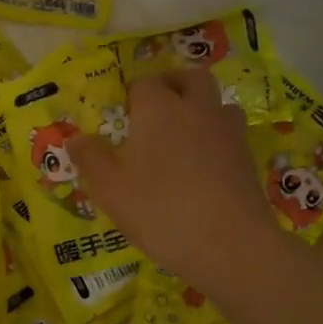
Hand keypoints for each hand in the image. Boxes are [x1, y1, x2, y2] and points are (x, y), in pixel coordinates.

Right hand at [66, 70, 276, 292]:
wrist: (231, 245)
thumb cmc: (161, 211)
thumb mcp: (111, 190)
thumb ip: (91, 160)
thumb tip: (75, 139)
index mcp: (159, 110)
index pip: (144, 83)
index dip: (131, 94)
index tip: (121, 115)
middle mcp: (197, 110)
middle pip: (190, 78)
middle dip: (172, 85)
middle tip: (155, 109)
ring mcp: (228, 133)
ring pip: (217, 103)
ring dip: (200, 109)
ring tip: (182, 135)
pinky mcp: (247, 158)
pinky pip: (229, 134)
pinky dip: (215, 138)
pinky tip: (202, 166)